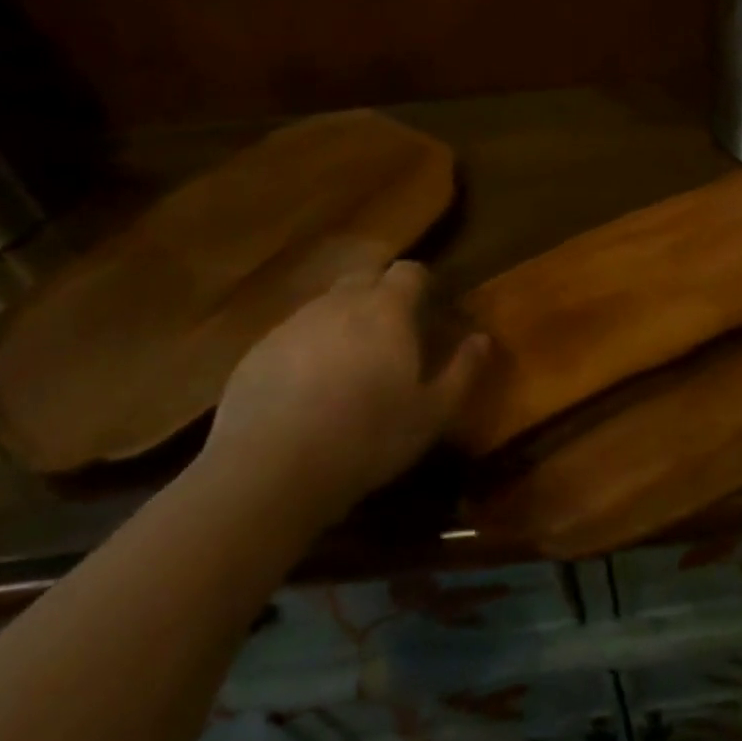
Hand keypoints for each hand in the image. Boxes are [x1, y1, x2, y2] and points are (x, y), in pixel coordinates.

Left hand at [202, 259, 486, 531]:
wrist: (269, 470)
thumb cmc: (367, 437)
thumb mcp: (433, 413)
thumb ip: (463, 369)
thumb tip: (483, 338)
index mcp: (387, 309)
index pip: (410, 270)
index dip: (422, 283)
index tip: (430, 306)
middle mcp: (340, 303)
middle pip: (365, 276)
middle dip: (381, 292)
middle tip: (393, 330)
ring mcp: (294, 323)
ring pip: (327, 305)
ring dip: (344, 320)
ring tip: (350, 363)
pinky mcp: (258, 350)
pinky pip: (293, 334)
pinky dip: (308, 347)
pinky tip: (308, 388)